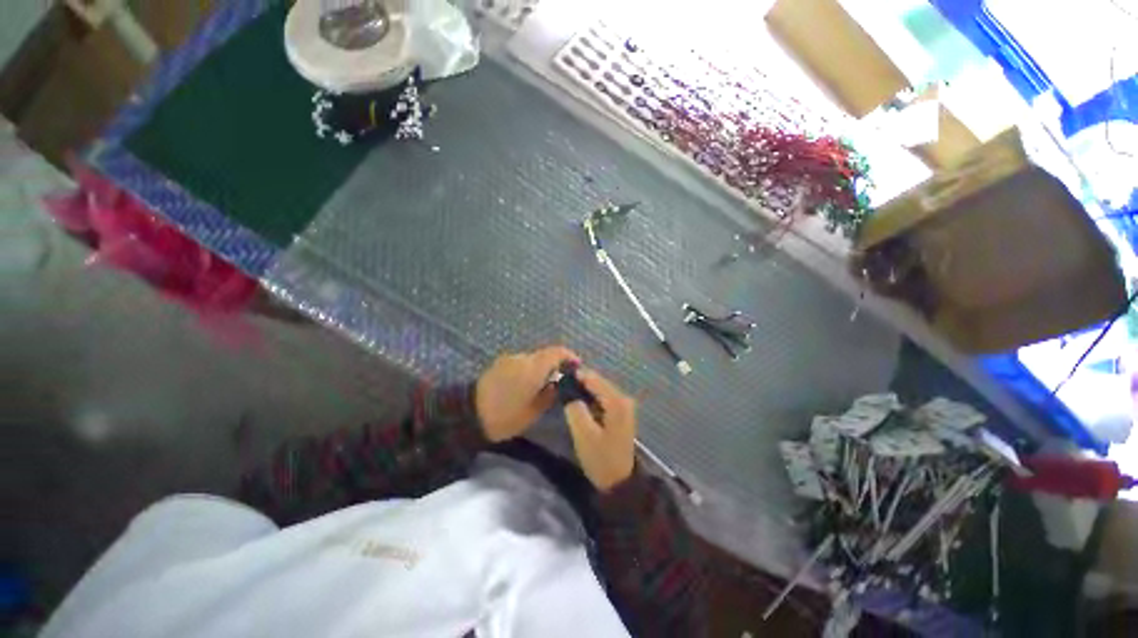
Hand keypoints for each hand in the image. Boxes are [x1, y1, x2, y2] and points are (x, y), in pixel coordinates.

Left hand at [476, 346, 579, 442]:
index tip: (577, 366)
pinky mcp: (499, 364)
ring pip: (532, 359)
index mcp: (533, 367)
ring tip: (542, 385)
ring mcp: (508, 359)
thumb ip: (550, 393)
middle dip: (554, 365)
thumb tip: (558, 383)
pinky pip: (520, 363)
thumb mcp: (534, 411)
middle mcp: (522, 358)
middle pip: (544, 355)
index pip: (557, 352)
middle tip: (560, 380)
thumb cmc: (506, 416)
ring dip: (540, 368)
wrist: (469, 416)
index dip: (569, 356)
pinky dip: (528, 370)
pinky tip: (526, 385)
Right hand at [563, 368, 636, 491]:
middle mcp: (623, 398)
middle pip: (598, 381)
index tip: (558, 376)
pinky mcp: (621, 412)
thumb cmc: (600, 458)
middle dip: (579, 382)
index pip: (593, 378)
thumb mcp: (583, 435)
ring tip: (566, 393)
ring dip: (584, 390)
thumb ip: (575, 409)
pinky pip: (603, 397)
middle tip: (560, 385)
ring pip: (600, 389)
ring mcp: (624, 405)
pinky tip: (579, 403)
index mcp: (616, 402)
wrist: (619, 481)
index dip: (575, 375)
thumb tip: (568, 391)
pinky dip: (590, 397)